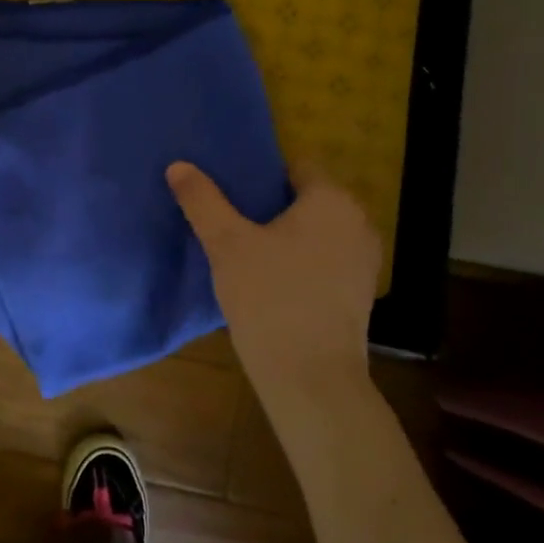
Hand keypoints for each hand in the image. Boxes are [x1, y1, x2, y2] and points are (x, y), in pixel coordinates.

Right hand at [167, 159, 382, 413]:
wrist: (311, 377)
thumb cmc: (269, 298)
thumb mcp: (226, 244)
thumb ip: (203, 201)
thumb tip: (179, 165)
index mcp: (332, 200)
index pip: (296, 165)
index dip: (261, 172)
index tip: (230, 189)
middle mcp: (358, 221)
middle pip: (308, 197)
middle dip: (271, 204)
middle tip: (230, 218)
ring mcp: (364, 259)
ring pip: (318, 230)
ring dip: (287, 233)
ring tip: (246, 248)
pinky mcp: (360, 291)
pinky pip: (326, 258)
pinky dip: (302, 259)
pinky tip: (272, 279)